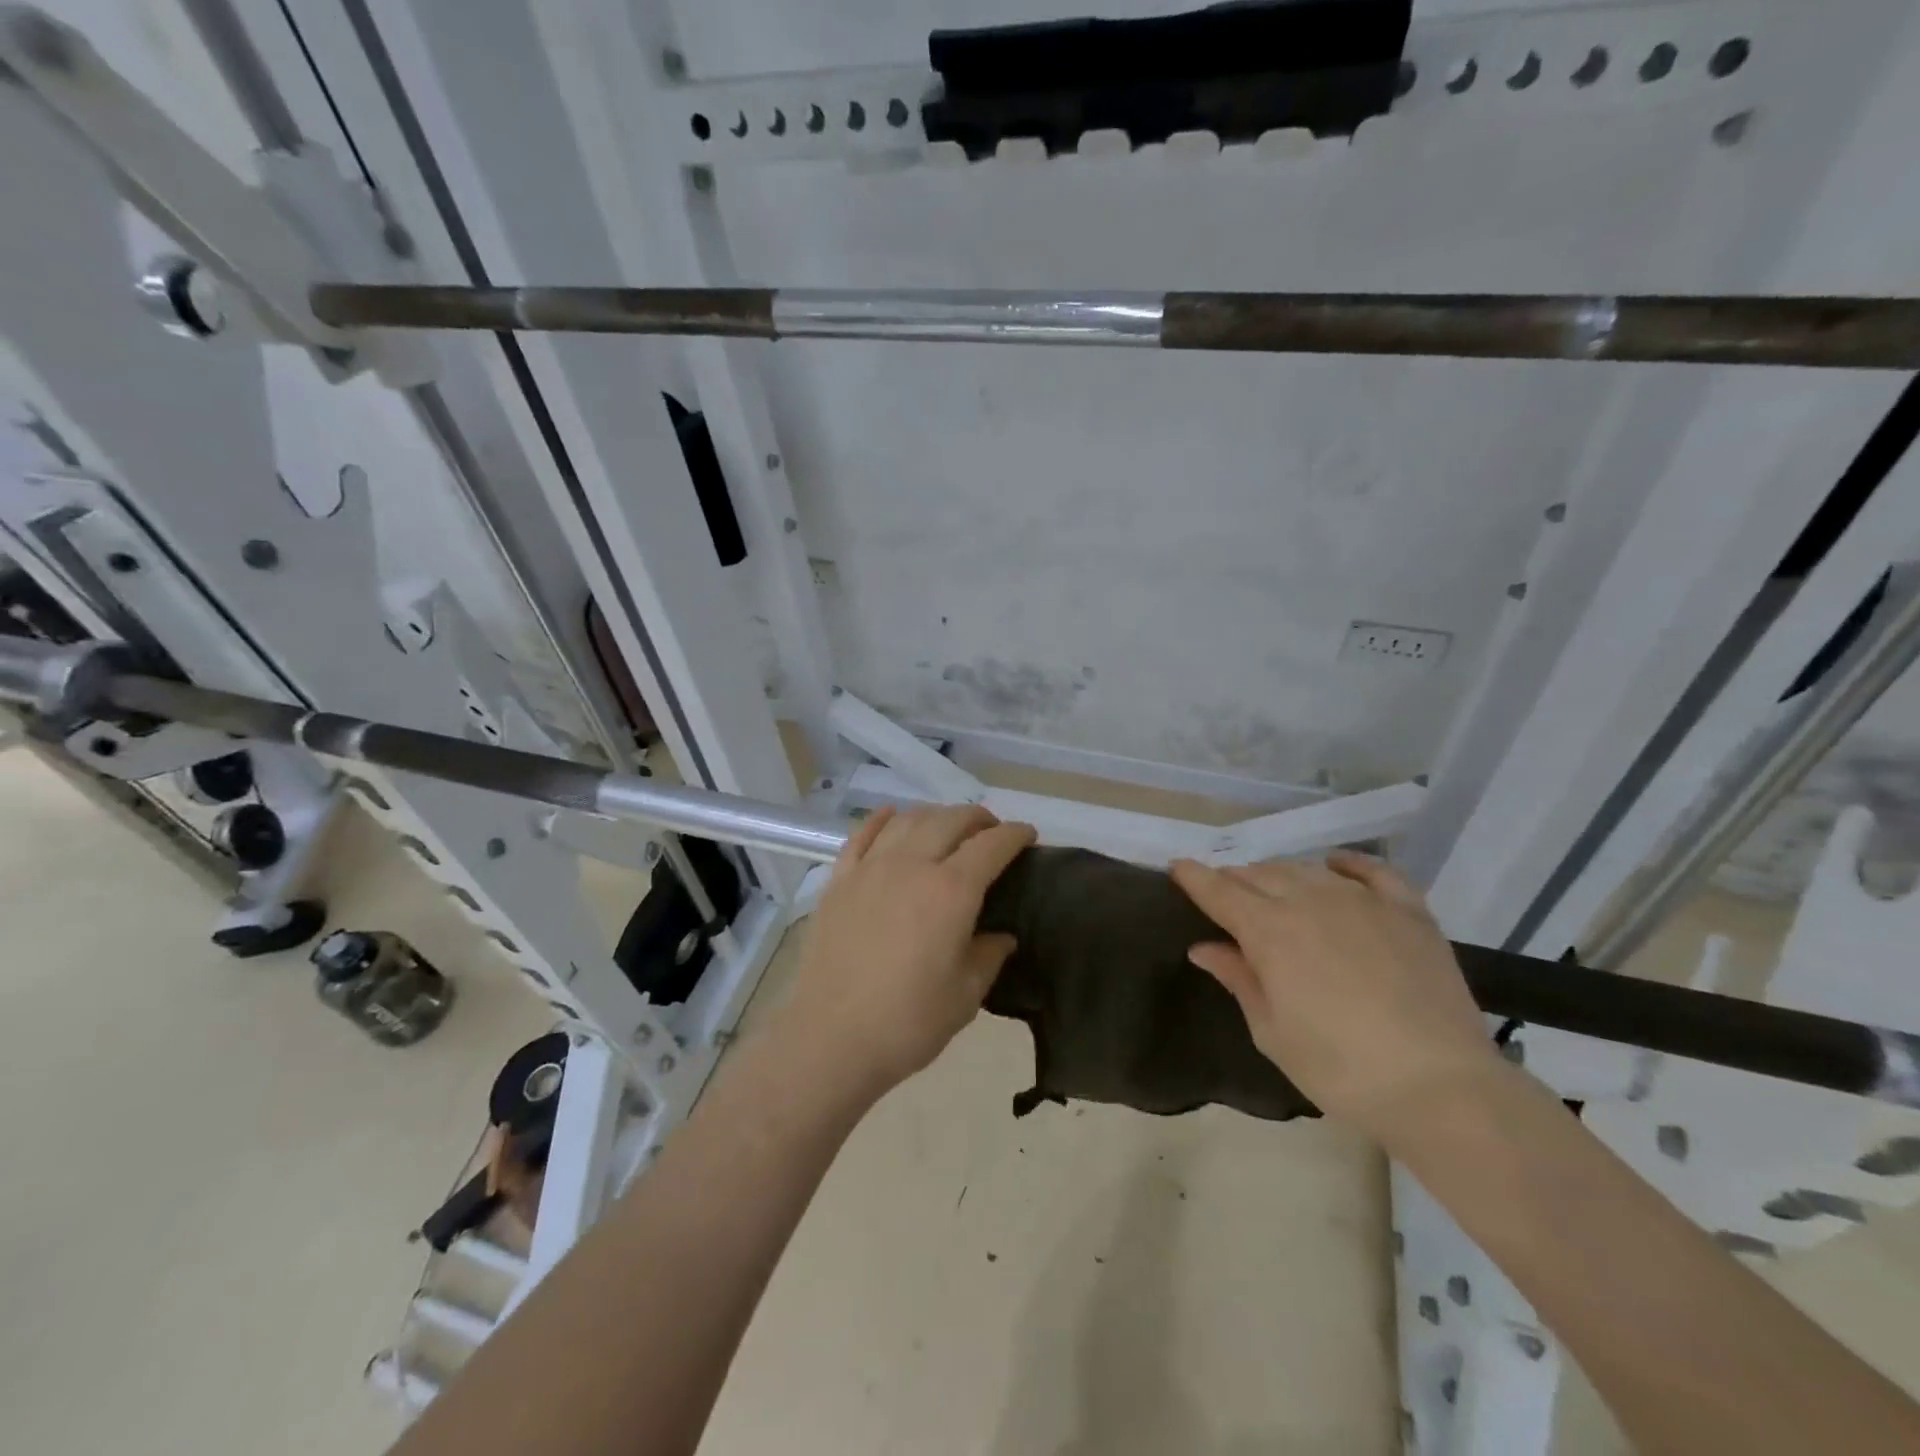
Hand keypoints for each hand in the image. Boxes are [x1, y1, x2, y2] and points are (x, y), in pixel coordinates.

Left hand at [779, 804, 1035, 1101]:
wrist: (829, 1038)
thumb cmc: (907, 1022)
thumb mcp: (965, 995)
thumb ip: (989, 955)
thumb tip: (1001, 936)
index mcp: (951, 891)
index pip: (991, 845)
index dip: (1015, 835)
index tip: (1028, 835)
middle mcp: (912, 865)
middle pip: (950, 820)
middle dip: (978, 818)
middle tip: (991, 831)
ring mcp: (870, 869)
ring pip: (908, 820)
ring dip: (935, 815)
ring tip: (947, 826)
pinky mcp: (839, 881)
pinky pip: (862, 835)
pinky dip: (882, 819)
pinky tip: (891, 816)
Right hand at [1169, 850, 1503, 1146]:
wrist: (1441, 1087)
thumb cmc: (1339, 1068)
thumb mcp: (1272, 1031)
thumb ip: (1238, 978)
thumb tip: (1204, 947)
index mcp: (1269, 930)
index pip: (1219, 891)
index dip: (1194, 877)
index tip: (1177, 868)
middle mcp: (1309, 900)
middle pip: (1260, 874)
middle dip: (1235, 880)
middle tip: (1226, 894)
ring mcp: (1362, 900)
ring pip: (1306, 869)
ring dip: (1280, 874)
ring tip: (1273, 888)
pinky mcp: (1408, 910)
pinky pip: (1372, 870)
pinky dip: (1347, 864)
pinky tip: (1335, 866)